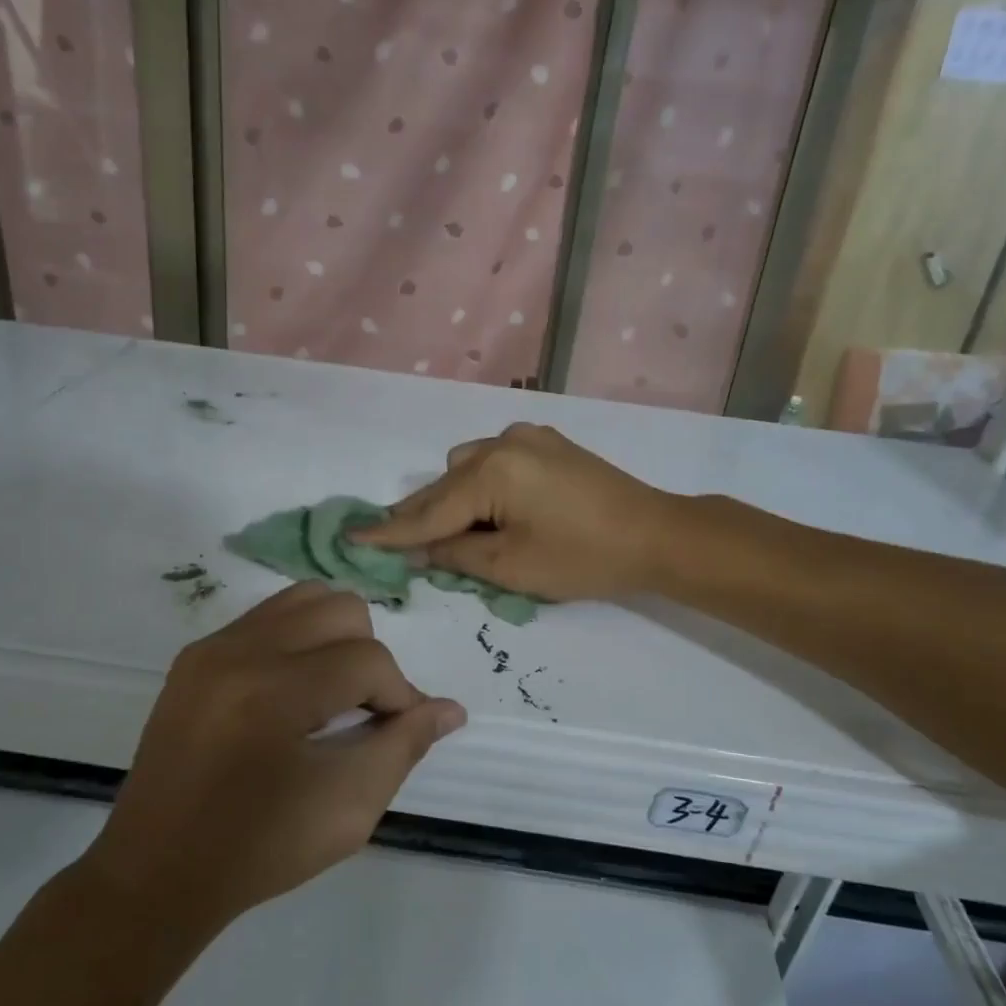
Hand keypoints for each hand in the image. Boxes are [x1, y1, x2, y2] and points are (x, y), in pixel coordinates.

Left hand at [83, 583, 464, 930]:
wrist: (155, 874)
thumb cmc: (260, 850)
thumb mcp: (349, 808)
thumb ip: (405, 746)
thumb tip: (450, 708)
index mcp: (273, 691)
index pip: (368, 660)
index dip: (401, 695)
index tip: (402, 731)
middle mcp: (240, 650)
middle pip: (341, 609)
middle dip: (370, 657)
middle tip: (366, 711)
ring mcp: (212, 647)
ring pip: (305, 599)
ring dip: (336, 638)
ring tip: (332, 692)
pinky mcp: (196, 655)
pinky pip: (268, 618)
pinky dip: (299, 641)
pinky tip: (295, 691)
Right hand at [351, 423, 677, 601]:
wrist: (657, 535)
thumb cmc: (583, 558)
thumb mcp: (511, 567)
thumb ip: (455, 554)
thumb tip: (418, 548)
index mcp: (491, 472)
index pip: (428, 511)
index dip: (389, 532)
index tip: (348, 538)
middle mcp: (502, 443)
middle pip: (444, 485)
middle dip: (420, 515)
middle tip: (394, 543)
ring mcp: (528, 438)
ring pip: (467, 468)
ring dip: (453, 499)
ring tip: (454, 534)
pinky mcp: (548, 443)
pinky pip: (495, 461)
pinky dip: (482, 485)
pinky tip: (492, 509)